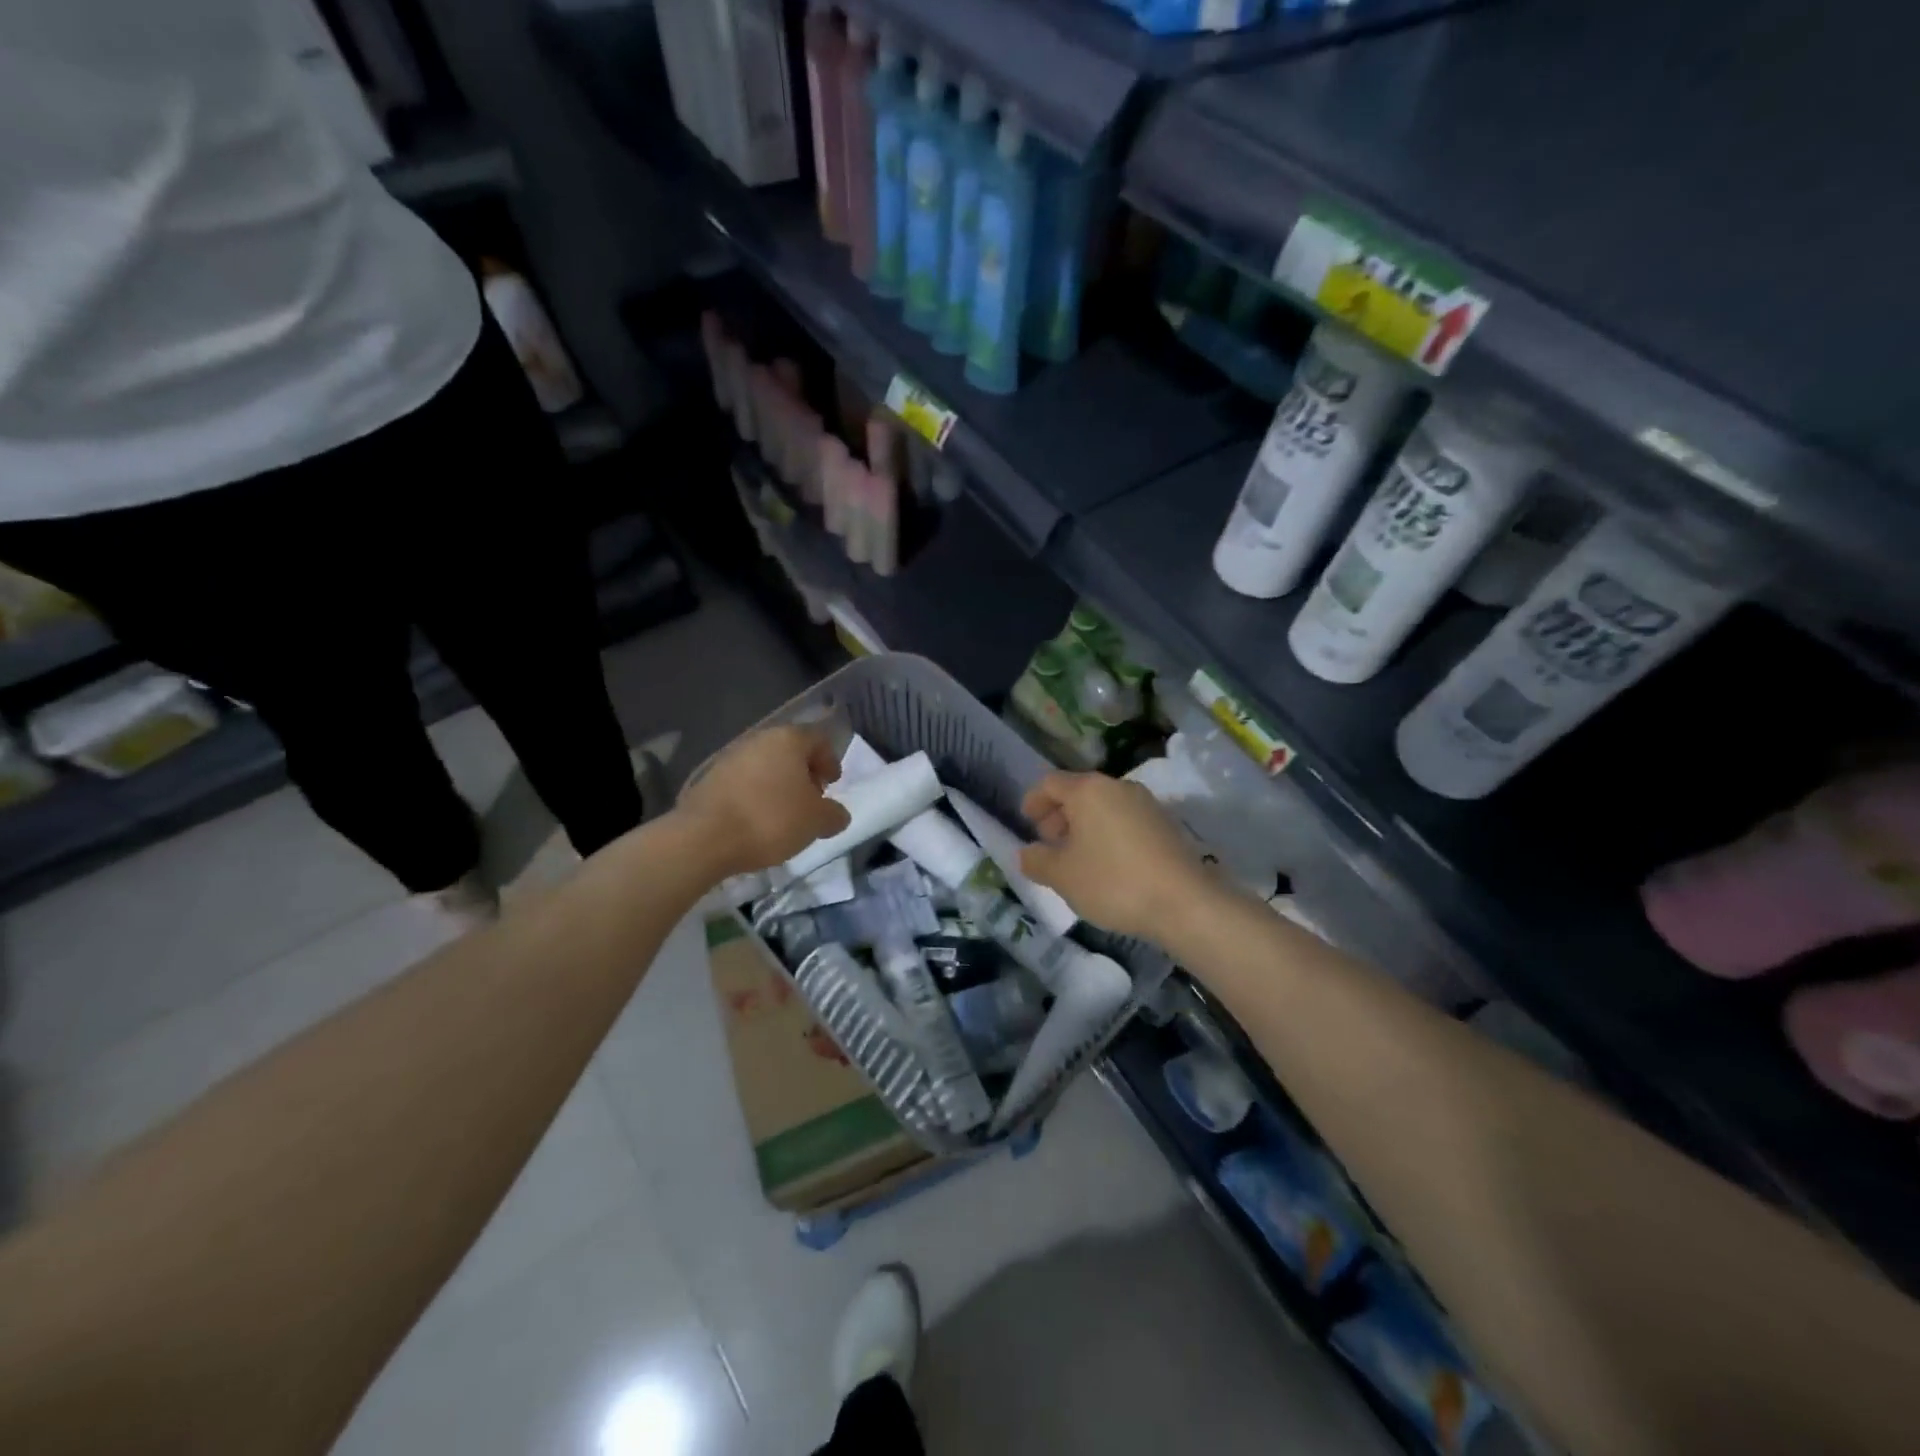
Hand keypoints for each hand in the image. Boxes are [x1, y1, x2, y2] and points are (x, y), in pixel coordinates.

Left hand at [676, 725, 851, 879]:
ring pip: (765, 765)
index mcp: (788, 739)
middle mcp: (758, 740)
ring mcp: (730, 757)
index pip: (819, 739)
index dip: (830, 760)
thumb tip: (837, 814)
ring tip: (785, 813)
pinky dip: (757, 794)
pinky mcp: (709, 779)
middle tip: (812, 798)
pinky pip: (744, 781)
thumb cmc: (771, 820)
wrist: (704, 838)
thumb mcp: (816, 822)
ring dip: (779, 784)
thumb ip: (834, 814)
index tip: (833, 783)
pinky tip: (758, 819)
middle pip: (790, 750)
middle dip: (804, 772)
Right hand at [1019, 771, 1222, 944]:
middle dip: (1059, 815)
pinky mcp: (1166, 824)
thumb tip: (1027, 853)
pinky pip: (1125, 820)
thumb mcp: (1061, 876)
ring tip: (1077, 858)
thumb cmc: (1112, 882)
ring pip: (1104, 806)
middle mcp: (1118, 787)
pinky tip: (1107, 864)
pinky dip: (1108, 834)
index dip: (1034, 800)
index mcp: (1088, 790)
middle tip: (1049, 843)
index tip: (1026, 821)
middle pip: (1079, 792)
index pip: (1051, 783)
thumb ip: (1036, 860)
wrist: (1184, 903)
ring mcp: (1146, 804)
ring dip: (1085, 826)